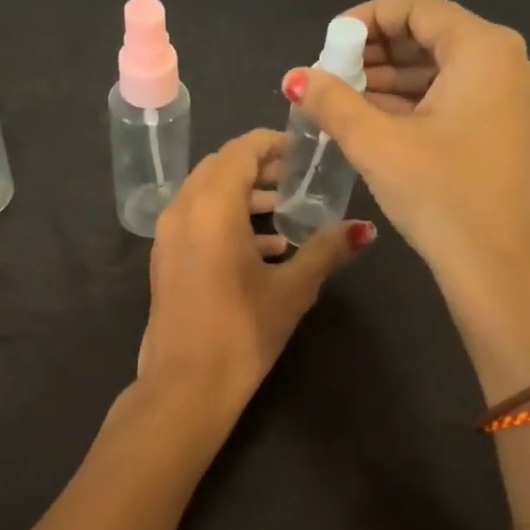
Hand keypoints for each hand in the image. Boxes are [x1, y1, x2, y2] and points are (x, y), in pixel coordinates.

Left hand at [138, 129, 375, 406]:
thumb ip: (327, 250)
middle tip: (297, 176)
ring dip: (243, 194)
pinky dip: (226, 219)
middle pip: (220, 166)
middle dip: (259, 166)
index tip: (304, 150)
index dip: (273, 143)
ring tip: (285, 210)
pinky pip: (196, 219)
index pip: (241, 150)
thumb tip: (364, 229)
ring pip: (206, 193)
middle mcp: (183, 209)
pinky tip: (265, 247)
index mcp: (212, 206)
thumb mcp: (293, 289)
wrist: (186, 386)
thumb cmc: (242, 332)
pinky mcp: (165, 258)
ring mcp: (168, 235)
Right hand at [281, 0, 529, 393]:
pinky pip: (460, 97)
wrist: (495, 268)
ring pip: (446, 70)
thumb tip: (295, 77)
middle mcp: (513, 63)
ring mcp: (519, 99)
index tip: (329, 42)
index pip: (419, 9)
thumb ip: (332, 101)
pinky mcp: (514, 129)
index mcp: (487, 51)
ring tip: (346, 97)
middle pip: (434, 37)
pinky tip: (378, 119)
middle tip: (333, 73)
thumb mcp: (376, 143)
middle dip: (378, 52)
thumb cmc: (439, 196)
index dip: (367, 18)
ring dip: (395, 80)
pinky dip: (419, 102)